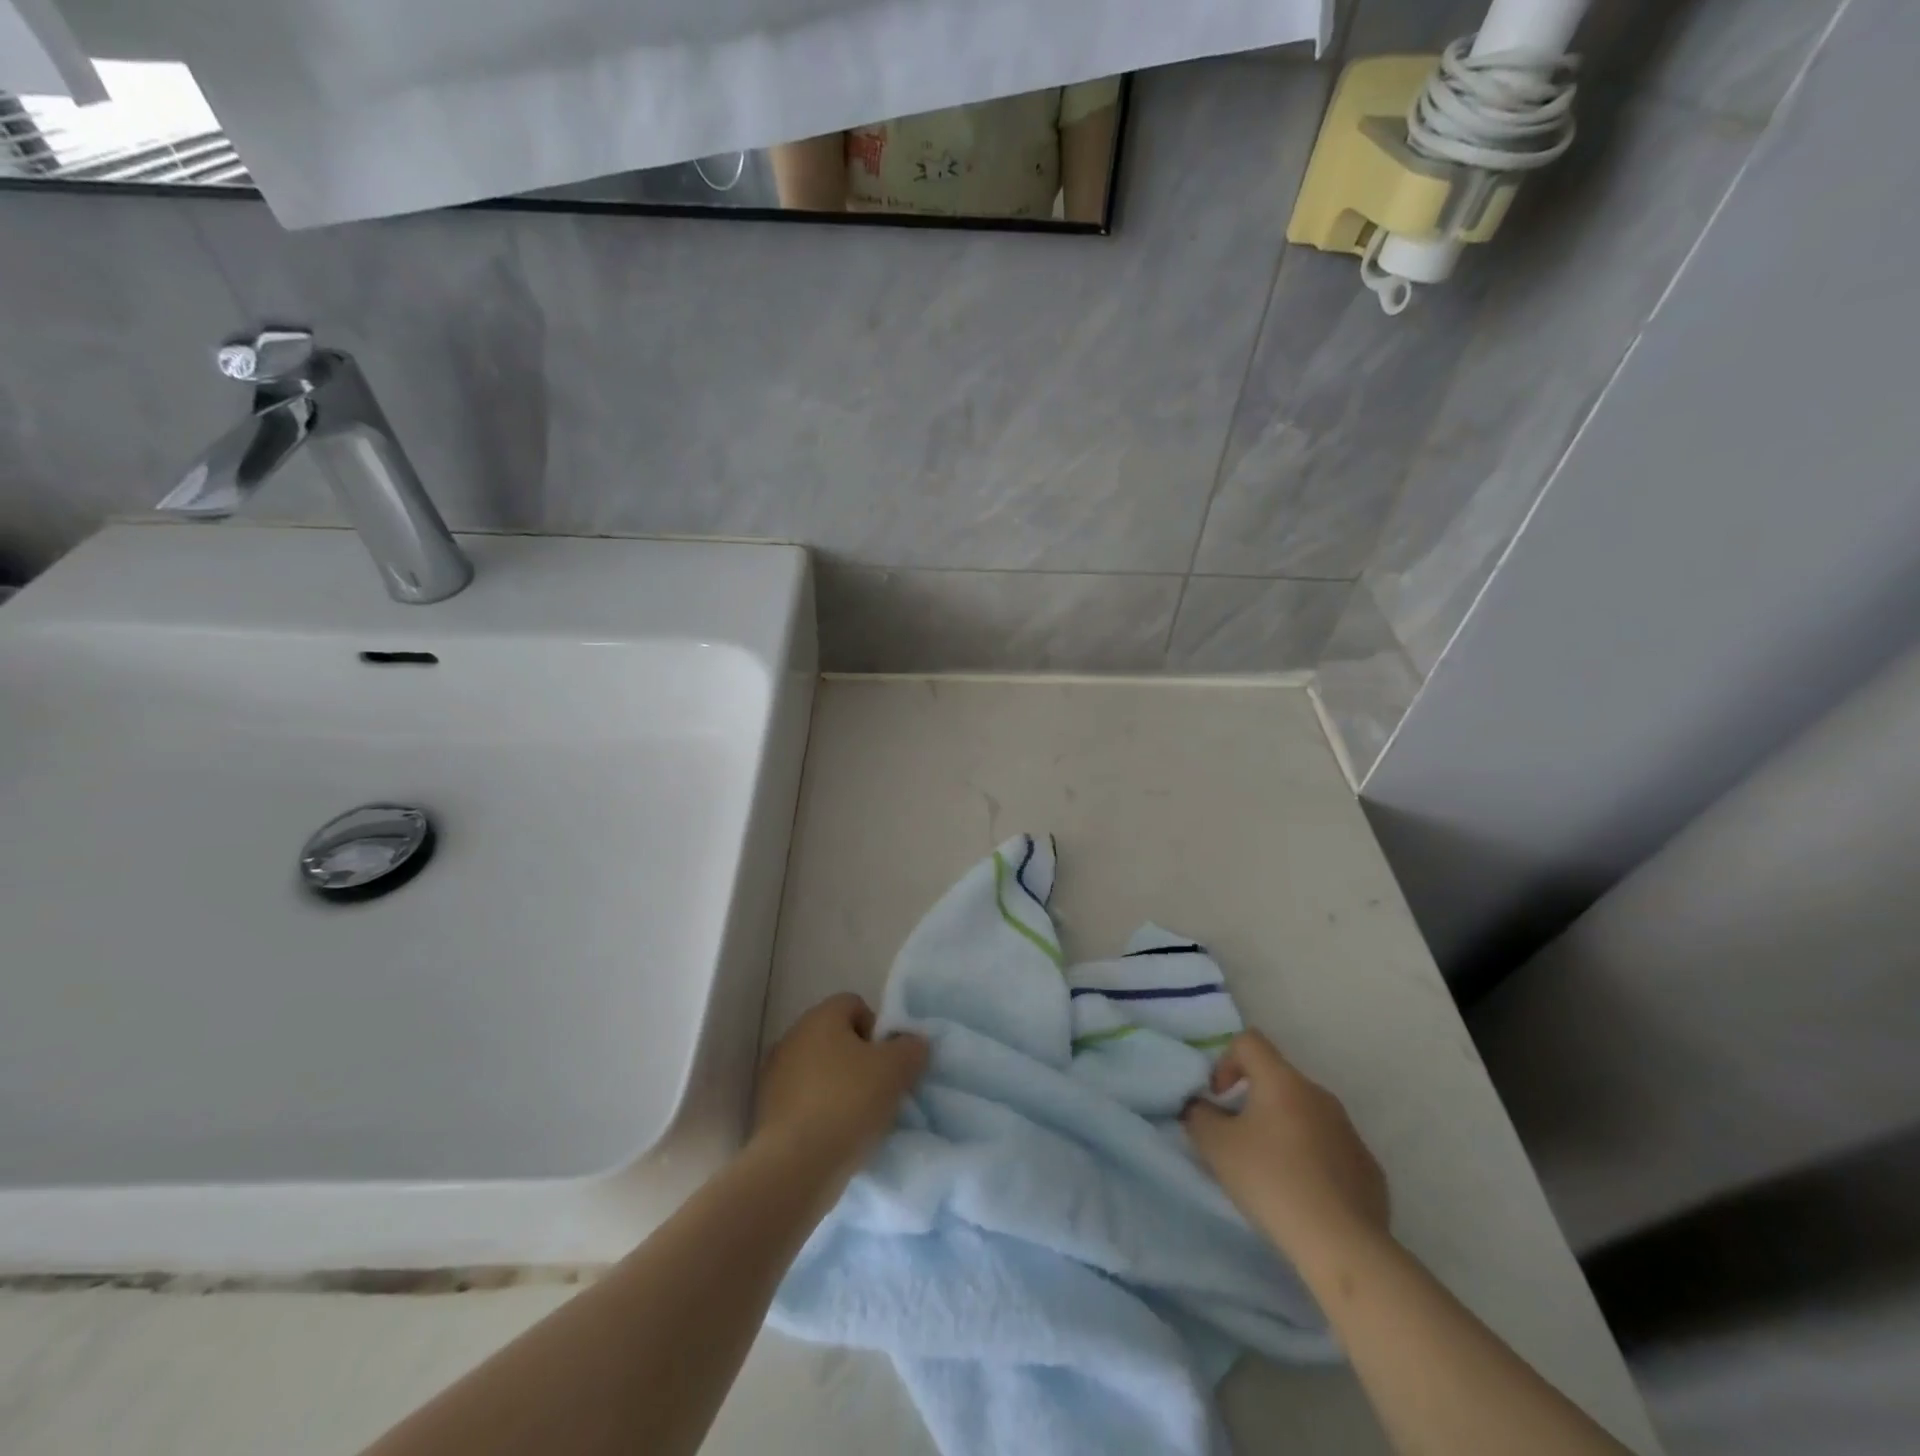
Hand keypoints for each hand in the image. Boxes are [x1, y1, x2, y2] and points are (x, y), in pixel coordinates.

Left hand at [752, 993, 928, 1193]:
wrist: (795, 1167)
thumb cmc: (848, 1103)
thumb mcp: (896, 1070)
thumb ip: (911, 1048)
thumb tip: (913, 1043)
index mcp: (820, 1017)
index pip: (855, 1005)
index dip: (877, 1029)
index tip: (888, 1062)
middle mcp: (792, 1036)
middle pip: (836, 1038)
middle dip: (859, 1060)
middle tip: (879, 1090)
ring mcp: (774, 1074)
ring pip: (818, 1070)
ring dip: (838, 1086)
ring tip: (858, 1118)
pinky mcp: (765, 1111)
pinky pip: (803, 1100)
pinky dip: (819, 1111)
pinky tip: (834, 1136)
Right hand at [1182, 1030, 1389, 1267]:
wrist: (1342, 1245)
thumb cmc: (1271, 1181)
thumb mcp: (1215, 1146)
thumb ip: (1199, 1115)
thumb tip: (1200, 1107)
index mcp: (1282, 1080)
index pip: (1249, 1041)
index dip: (1226, 1061)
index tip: (1219, 1098)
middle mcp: (1319, 1095)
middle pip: (1277, 1079)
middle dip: (1253, 1101)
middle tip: (1238, 1139)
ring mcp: (1349, 1131)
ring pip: (1305, 1114)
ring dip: (1284, 1130)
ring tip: (1272, 1172)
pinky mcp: (1369, 1167)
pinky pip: (1331, 1148)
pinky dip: (1313, 1159)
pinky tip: (1305, 1195)